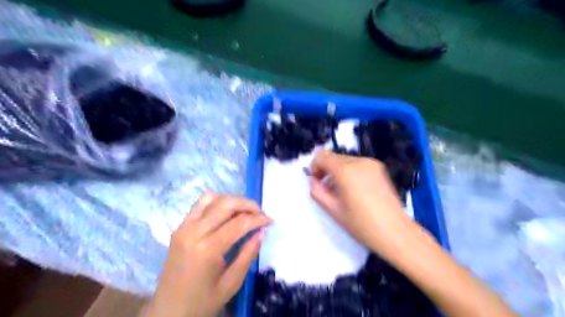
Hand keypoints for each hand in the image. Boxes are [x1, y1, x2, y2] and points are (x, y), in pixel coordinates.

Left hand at [144, 193, 268, 316]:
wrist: (167, 311)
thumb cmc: (201, 302)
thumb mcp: (231, 283)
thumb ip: (248, 255)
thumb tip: (262, 232)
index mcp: (207, 249)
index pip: (239, 223)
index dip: (258, 219)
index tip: (270, 221)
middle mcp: (194, 231)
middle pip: (226, 204)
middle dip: (247, 204)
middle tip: (260, 213)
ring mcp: (184, 227)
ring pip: (212, 198)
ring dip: (232, 200)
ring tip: (244, 212)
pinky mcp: (179, 227)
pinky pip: (200, 204)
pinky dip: (217, 202)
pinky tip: (226, 214)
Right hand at [311, 150, 413, 256]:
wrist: (396, 232)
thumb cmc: (362, 224)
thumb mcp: (333, 210)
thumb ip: (317, 191)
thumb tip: (312, 180)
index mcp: (346, 171)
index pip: (322, 156)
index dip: (314, 166)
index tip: (315, 181)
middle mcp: (359, 161)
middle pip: (334, 157)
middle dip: (326, 169)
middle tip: (326, 188)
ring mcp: (372, 163)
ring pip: (346, 160)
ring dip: (337, 170)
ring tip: (340, 190)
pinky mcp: (380, 168)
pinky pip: (358, 164)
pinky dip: (350, 171)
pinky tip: (353, 189)